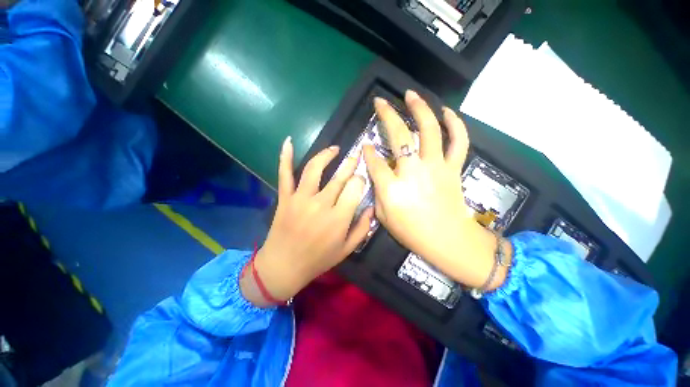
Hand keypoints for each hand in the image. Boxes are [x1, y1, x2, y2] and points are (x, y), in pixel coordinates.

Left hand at [242, 137, 373, 305]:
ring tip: (334, 149)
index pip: (355, 187)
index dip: (360, 179)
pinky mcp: (285, 197)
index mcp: (338, 218)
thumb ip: (363, 228)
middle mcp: (320, 204)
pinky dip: (285, 156)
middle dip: (350, 163)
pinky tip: (288, 141)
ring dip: (326, 155)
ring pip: (314, 168)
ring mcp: (300, 199)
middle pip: (339, 176)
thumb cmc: (318, 260)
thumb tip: (372, 207)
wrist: (283, 267)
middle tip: (355, 156)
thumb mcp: (347, 249)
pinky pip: (284, 174)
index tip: (361, 179)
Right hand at [363, 91, 509, 289]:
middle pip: (398, 137)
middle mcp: (413, 172)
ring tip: (411, 95)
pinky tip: (447, 112)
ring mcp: (436, 167)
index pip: (375, 162)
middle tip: (380, 101)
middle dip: (386, 115)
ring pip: (429, 131)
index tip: (365, 145)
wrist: (447, 240)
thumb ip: (377, 192)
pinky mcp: (452, 168)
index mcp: (392, 188)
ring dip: (420, 109)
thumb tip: (377, 172)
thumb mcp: (383, 217)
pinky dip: (455, 124)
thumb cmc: (412, 232)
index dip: (368, 151)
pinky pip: (458, 142)